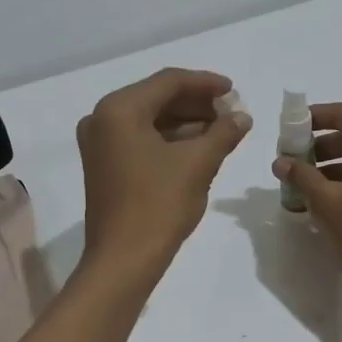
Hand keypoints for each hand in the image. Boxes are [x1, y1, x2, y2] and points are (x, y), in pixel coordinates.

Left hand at [78, 68, 251, 276]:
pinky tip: (199, 147)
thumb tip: (242, 117)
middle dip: (196, 104)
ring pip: (149, 120)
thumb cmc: (159, 205)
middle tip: (231, 112)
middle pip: (156, 98)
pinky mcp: (103, 165)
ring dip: (185, 122)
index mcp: (119, 109)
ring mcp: (99, 144)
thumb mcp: (198, 164)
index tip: (234, 91)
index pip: (168, 82)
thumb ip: (223, 133)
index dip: (206, 83)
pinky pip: (140, 139)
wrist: (123, 259)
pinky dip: (169, 140)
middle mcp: (102, 119)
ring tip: (222, 130)